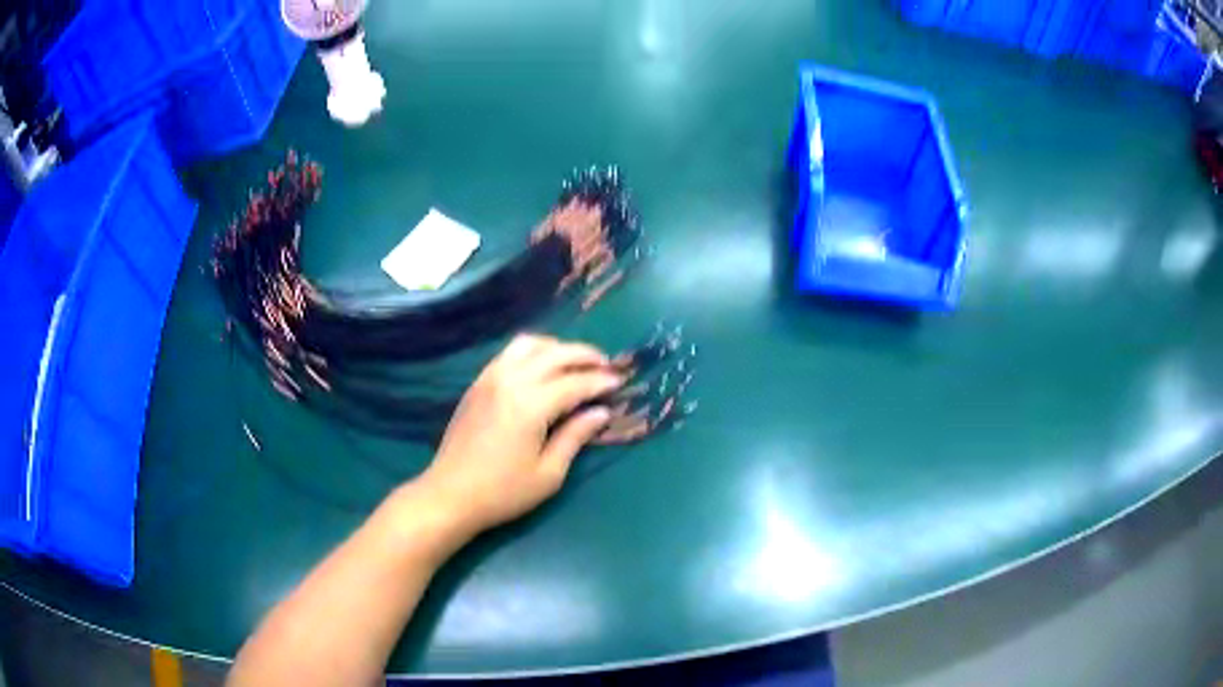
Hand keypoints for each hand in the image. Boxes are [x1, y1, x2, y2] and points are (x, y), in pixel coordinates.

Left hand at [417, 334, 622, 537]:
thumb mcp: (548, 473)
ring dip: (557, 348)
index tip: (620, 382)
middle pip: (555, 354)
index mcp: (530, 404)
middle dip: (585, 355)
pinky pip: (510, 353)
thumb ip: (575, 437)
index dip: (601, 381)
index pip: (575, 382)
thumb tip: (600, 413)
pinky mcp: (478, 383)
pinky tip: (543, 368)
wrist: (450, 494)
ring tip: (575, 363)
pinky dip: (533, 352)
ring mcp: (490, 378)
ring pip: (529, 345)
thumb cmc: (502, 492)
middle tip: (606, 366)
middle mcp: (510, 380)